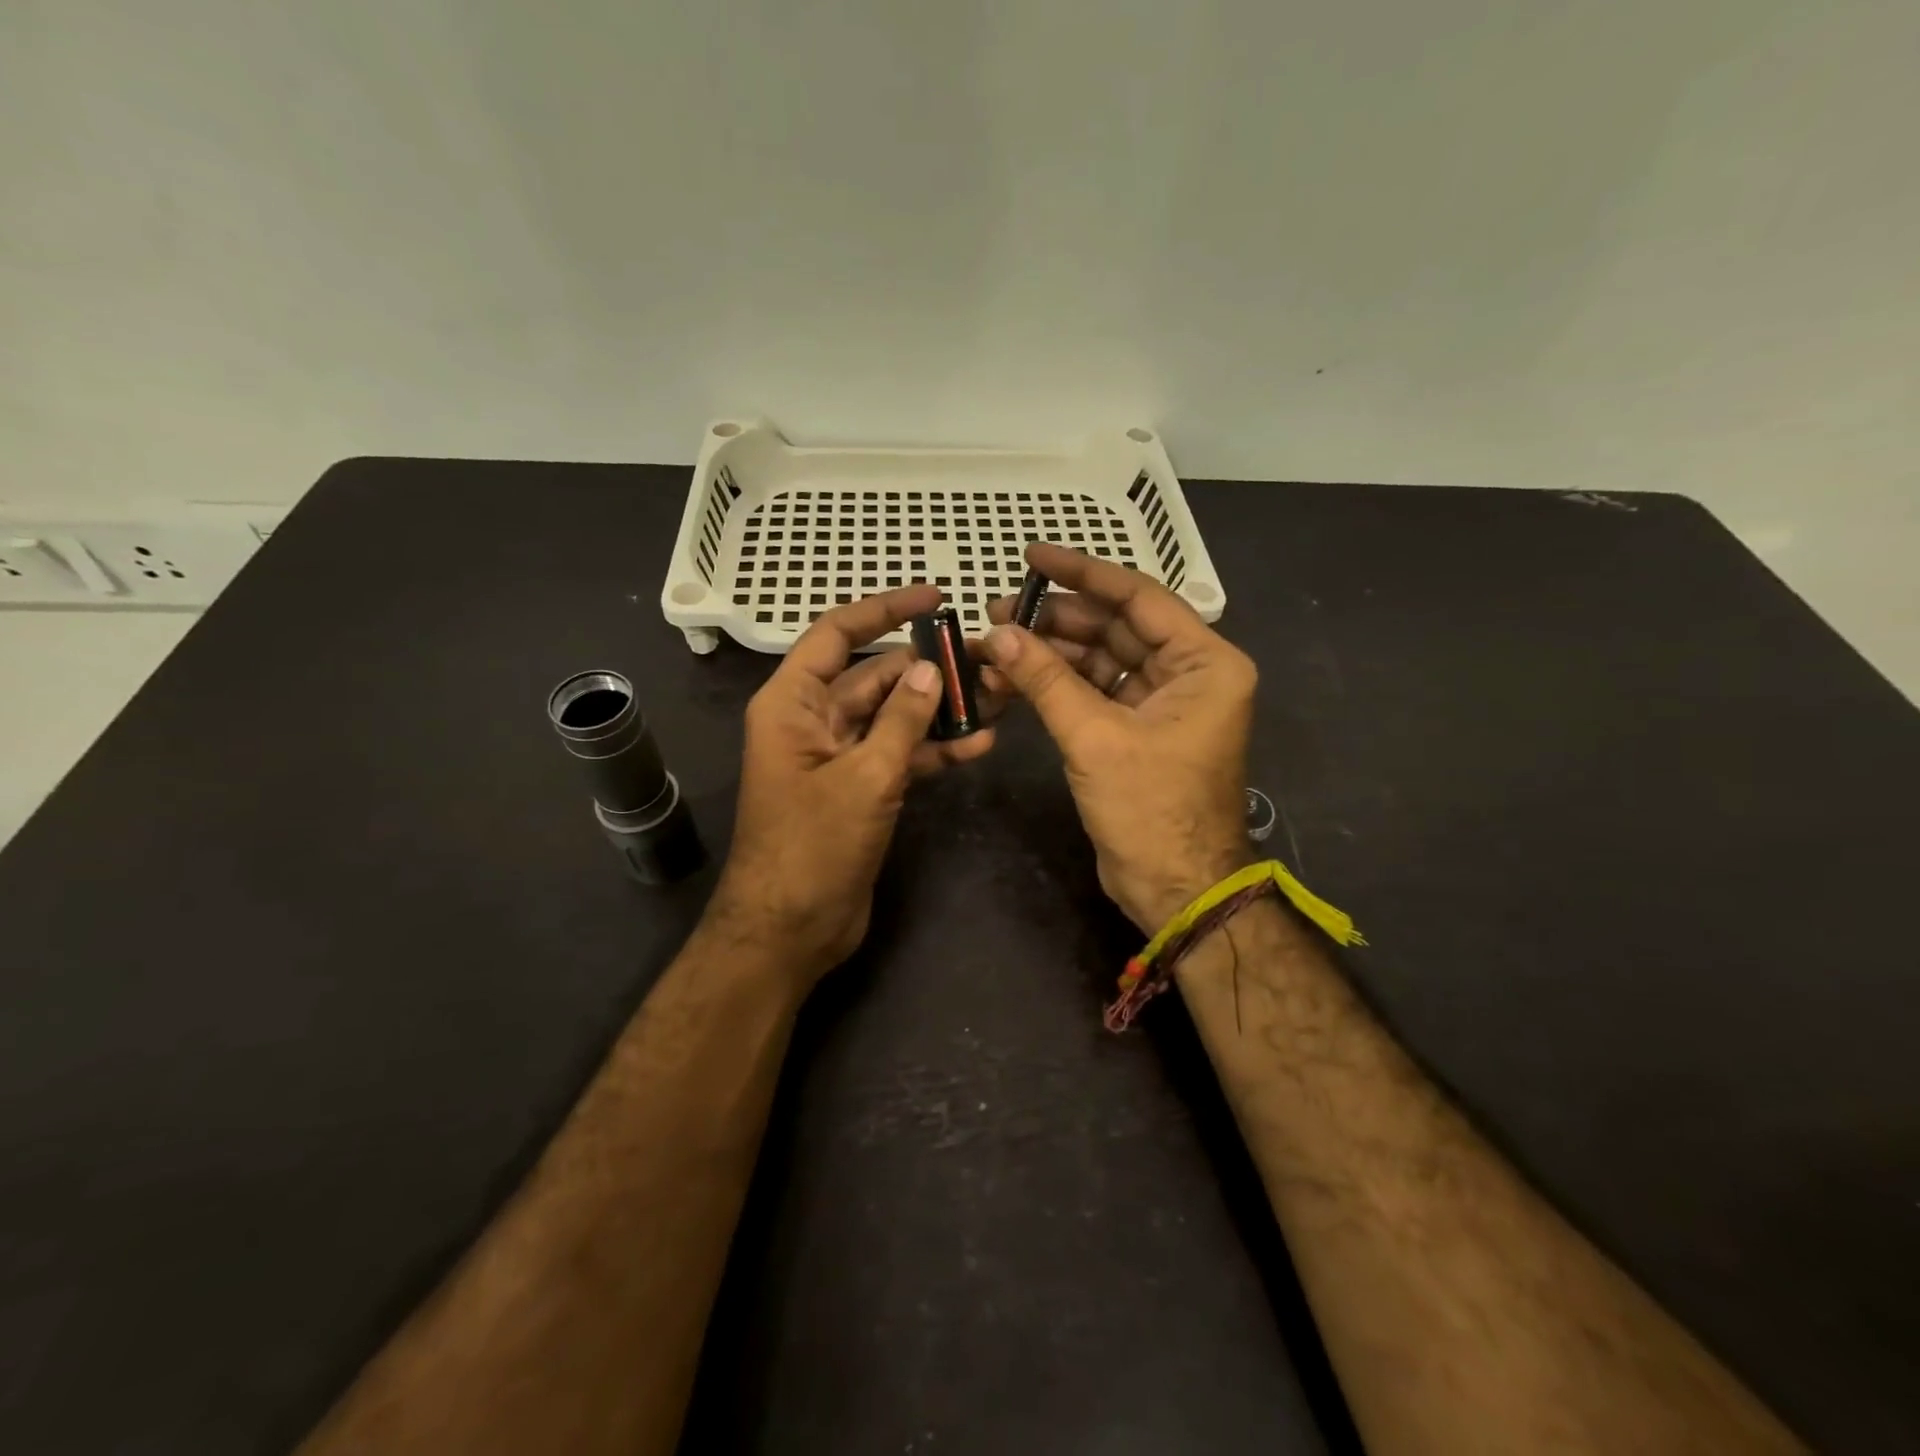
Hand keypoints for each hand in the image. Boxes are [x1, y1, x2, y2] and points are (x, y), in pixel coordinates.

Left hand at [711, 585, 996, 980]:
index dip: (883, 609)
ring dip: (937, 710)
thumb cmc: (812, 846)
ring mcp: (839, 756)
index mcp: (793, 703)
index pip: (837, 635)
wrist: (791, 930)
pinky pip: (899, 756)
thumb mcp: (864, 777)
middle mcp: (814, 721)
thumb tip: (931, 668)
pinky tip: (978, 745)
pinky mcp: (860, 789)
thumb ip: (901, 720)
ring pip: (893, 717)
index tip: (934, 597)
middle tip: (982, 658)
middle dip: (926, 668)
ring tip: (993, 698)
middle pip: (874, 676)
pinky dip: (933, 750)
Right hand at [986, 544, 1253, 932]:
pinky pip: (1095, 692)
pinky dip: (1057, 685)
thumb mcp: (1095, 737)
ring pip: (1101, 660)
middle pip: (1116, 627)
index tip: (1033, 557)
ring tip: (995, 644)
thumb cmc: (1150, 809)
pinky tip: (1014, 676)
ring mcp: (1162, 702)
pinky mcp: (1137, 729)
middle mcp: (1189, 674)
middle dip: (1057, 619)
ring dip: (1051, 653)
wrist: (1174, 887)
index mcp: (1204, 663)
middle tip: (998, 611)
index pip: (1139, 598)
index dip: (1083, 574)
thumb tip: (997, 634)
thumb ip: (1046, 679)